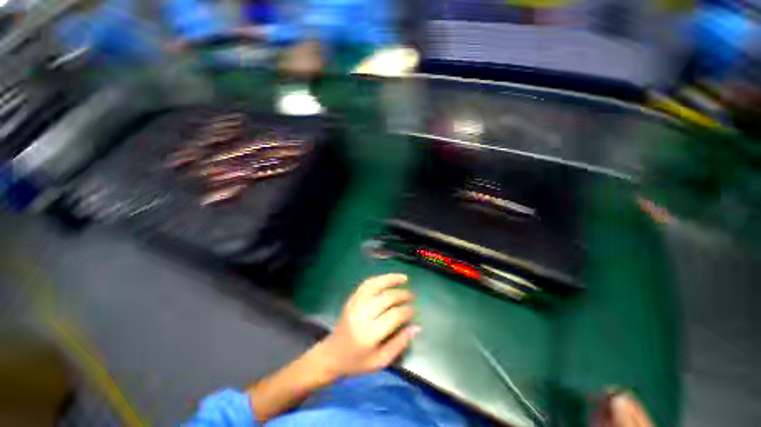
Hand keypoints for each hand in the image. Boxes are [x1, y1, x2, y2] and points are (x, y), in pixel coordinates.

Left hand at [317, 274, 418, 378]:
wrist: (331, 355)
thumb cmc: (356, 363)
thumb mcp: (380, 361)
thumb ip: (400, 343)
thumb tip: (417, 327)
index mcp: (369, 333)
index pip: (394, 315)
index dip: (407, 311)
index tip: (413, 310)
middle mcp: (362, 315)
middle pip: (386, 297)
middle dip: (402, 294)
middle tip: (411, 296)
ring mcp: (355, 304)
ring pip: (375, 285)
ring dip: (391, 279)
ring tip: (403, 278)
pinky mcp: (351, 299)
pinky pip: (366, 284)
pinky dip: (378, 279)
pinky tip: (387, 279)